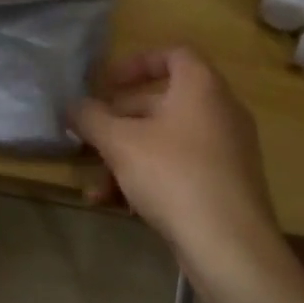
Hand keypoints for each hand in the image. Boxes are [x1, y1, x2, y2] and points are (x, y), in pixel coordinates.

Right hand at [70, 47, 286, 283]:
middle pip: (162, 102)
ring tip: (97, 185)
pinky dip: (150, 178)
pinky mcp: (227, 185)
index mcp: (201, 87)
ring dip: (127, 157)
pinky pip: (181, 168)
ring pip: (166, 141)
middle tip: (91, 137)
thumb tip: (73, 106)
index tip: (107, 84)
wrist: (231, 248)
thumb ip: (91, 118)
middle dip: (120, 121)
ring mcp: (228, 150)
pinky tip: (118, 205)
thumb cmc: (174, 176)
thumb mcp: (119, 143)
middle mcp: (220, 111)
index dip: (136, 64)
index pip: (172, 54)